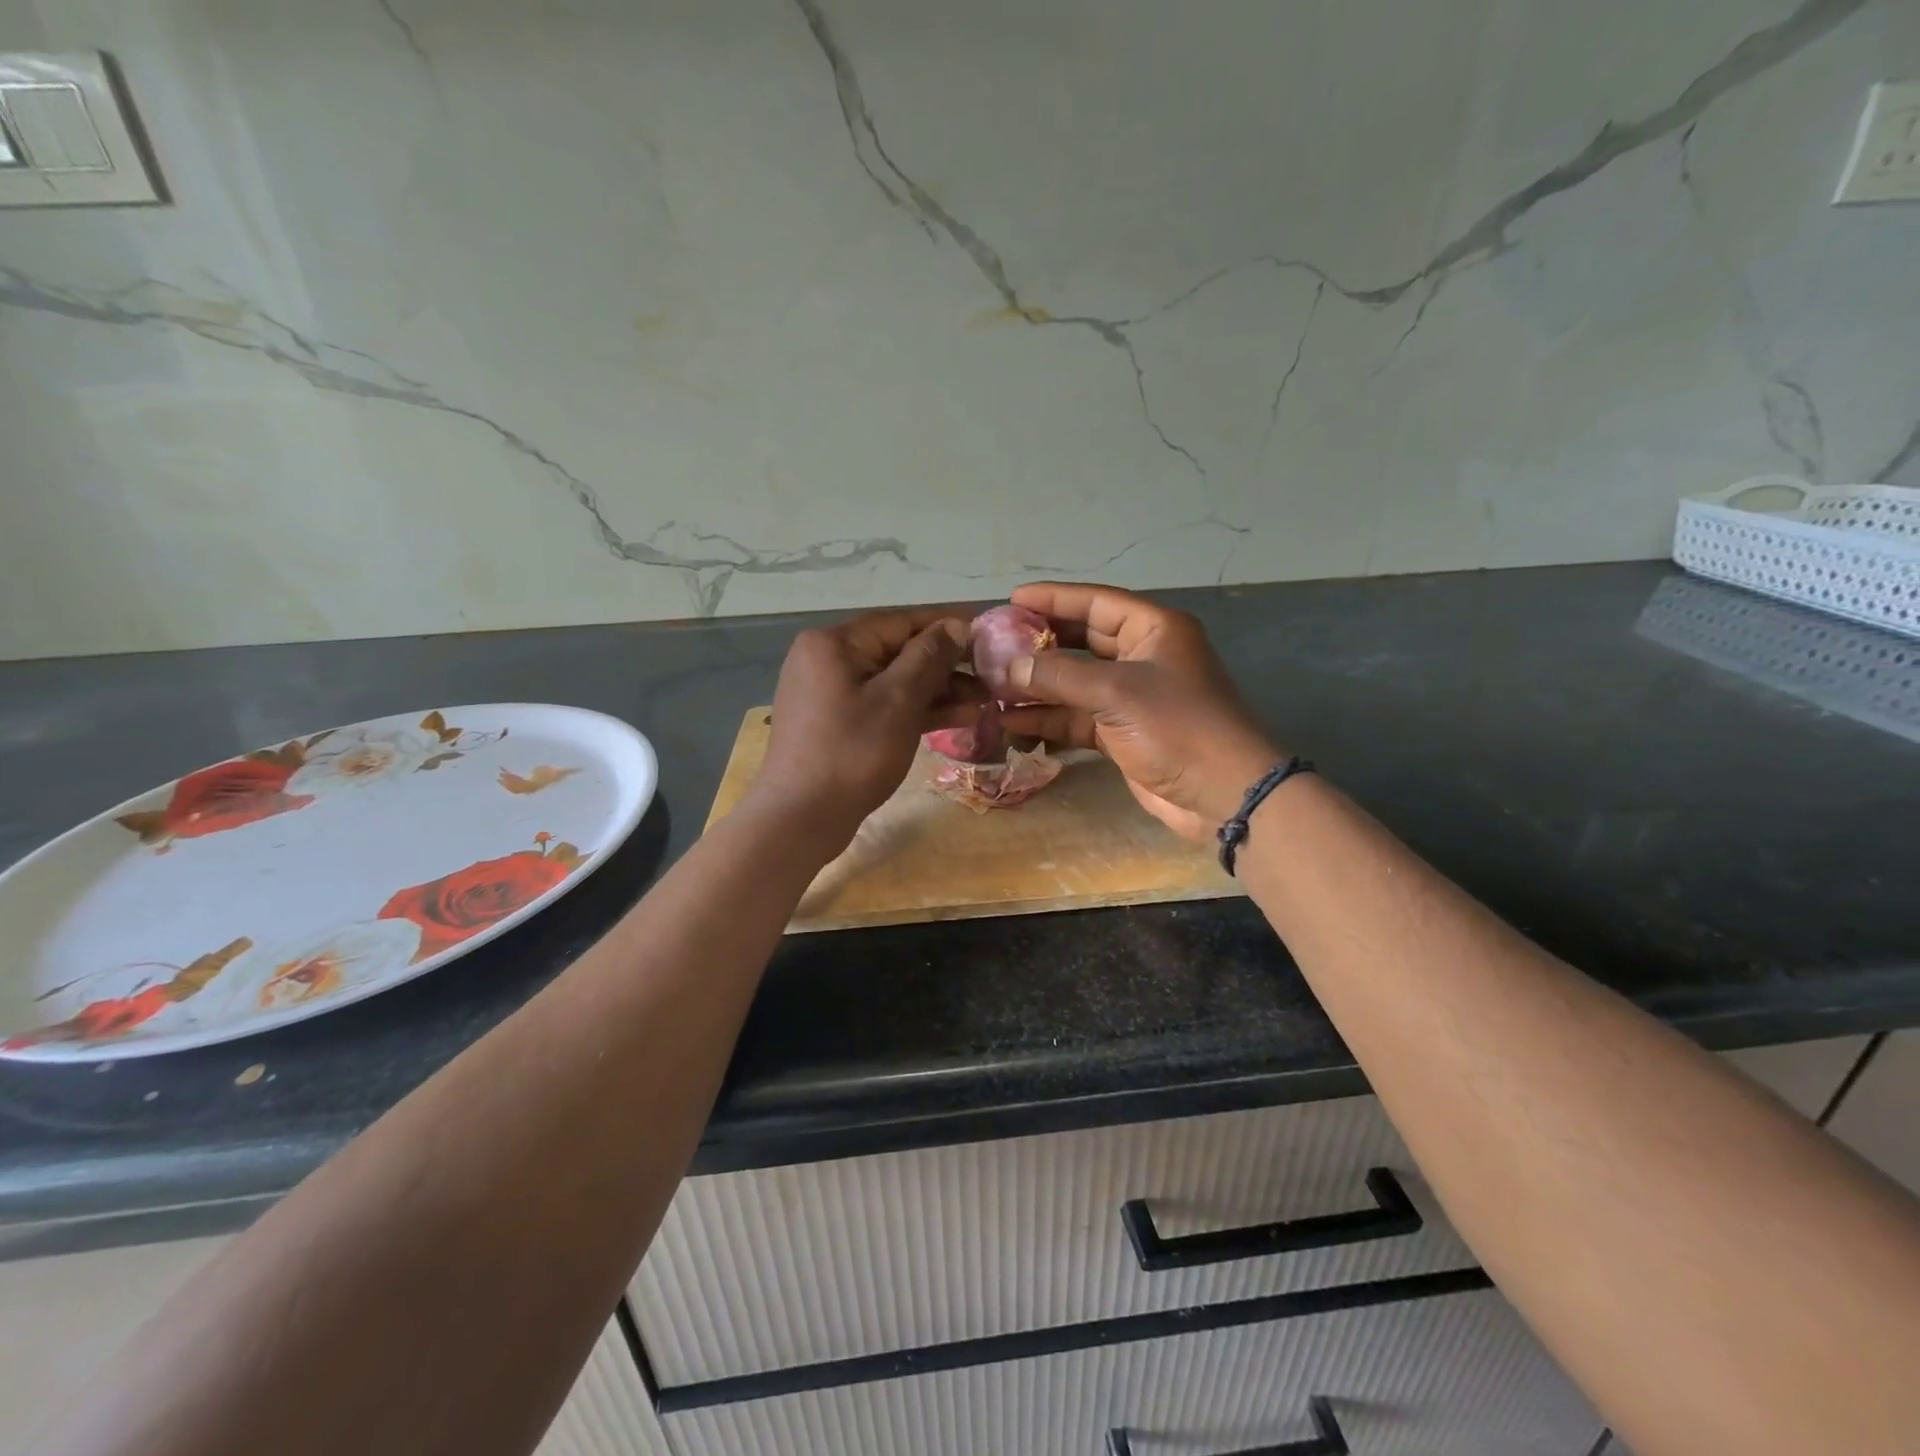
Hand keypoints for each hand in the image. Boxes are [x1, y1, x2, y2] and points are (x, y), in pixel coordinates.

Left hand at [744, 607, 984, 853]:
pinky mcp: (838, 724)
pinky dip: (916, 710)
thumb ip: (929, 657)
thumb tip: (956, 625)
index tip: (989, 632)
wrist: (800, 819)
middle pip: (898, 651)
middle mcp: (827, 659)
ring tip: (985, 701)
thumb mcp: (898, 700)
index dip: (948, 625)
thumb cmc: (852, 752)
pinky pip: (883, 705)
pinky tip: (958, 717)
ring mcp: (831, 694)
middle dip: (947, 665)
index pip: (902, 621)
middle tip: (992, 676)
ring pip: (894, 682)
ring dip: (938, 691)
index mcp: (834, 643)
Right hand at [997, 583, 1281, 841]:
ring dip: (1037, 686)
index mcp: (1153, 630)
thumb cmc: (1177, 727)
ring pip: (1075, 683)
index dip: (1054, 598)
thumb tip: (1008, 668)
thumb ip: (1059, 676)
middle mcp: (1142, 657)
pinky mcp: (1122, 733)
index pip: (1096, 602)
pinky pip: (1077, 717)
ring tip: (992, 684)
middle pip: (1082, 641)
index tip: (1012, 599)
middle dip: (1040, 644)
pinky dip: (1048, 718)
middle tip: (995, 643)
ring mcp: (1131, 698)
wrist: (1222, 794)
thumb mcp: (1116, 693)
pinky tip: (1010, 720)